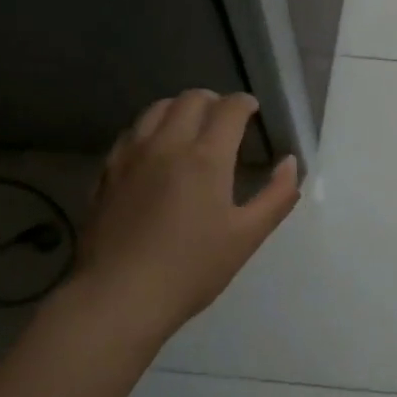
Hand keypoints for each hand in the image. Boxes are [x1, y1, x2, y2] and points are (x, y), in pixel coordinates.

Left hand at [73, 90, 299, 339]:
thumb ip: (276, 195)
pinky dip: (151, 129)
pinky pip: (131, 134)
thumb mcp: (247, 237)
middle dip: (213, 101)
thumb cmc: (192, 268)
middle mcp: (166, 145)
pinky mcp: (106, 173)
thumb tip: (290, 163)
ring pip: (155, 109)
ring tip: (191, 128)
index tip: (253, 111)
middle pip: (190, 100)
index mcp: (206, 157)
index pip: (229, 109)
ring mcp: (131, 156)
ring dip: (179, 108)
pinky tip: (156, 151)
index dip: (244, 103)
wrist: (119, 296)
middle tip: (225, 118)